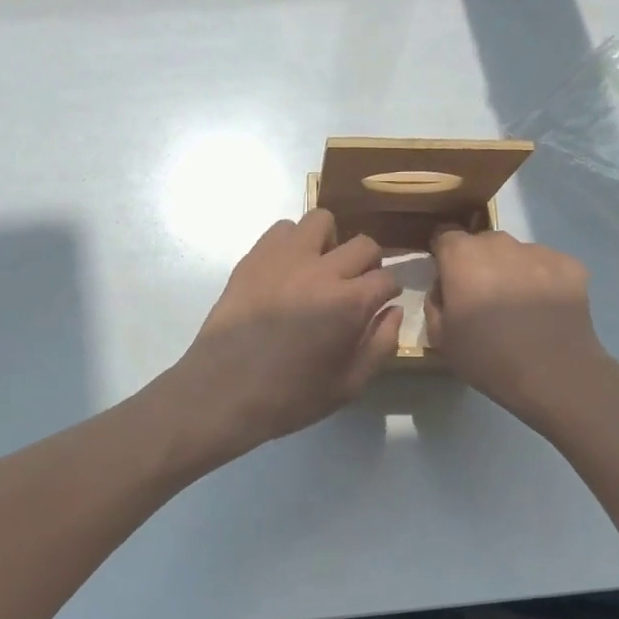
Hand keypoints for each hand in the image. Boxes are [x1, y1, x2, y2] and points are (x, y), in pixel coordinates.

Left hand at [171, 209, 402, 454]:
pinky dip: (293, 242)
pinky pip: (282, 228)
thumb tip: (394, 310)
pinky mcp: (255, 256)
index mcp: (350, 303)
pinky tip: (288, 269)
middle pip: (364, 244)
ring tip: (320, 268)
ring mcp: (285, 258)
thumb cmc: (290, 396)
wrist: (224, 390)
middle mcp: (322, 270)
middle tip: (354, 285)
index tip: (379, 303)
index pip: (387, 278)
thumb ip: (380, 345)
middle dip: (368, 264)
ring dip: (329, 242)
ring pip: (321, 221)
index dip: (388, 292)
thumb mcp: (348, 385)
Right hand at [425, 227, 605, 424]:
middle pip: (482, 243)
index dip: (444, 256)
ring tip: (520, 307)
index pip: (444, 236)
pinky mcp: (570, 265)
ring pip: (517, 254)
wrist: (553, 374)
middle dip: (479, 263)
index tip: (448, 280)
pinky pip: (548, 266)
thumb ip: (435, 302)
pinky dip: (544, 280)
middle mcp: (499, 243)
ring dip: (512, 271)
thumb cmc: (487, 356)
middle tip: (484, 298)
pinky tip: (546, 310)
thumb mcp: (440, 337)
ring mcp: (538, 251)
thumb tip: (444, 287)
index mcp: (462, 255)